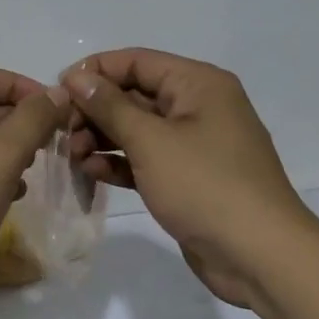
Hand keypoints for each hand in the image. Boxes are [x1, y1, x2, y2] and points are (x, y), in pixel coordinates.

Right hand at [61, 49, 318, 305]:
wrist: (260, 257)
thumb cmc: (205, 186)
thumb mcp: (150, 141)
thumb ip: (109, 106)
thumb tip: (76, 78)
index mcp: (198, 84)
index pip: (136, 61)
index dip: (94, 72)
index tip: (57, 93)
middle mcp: (197, 106)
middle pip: (134, 94)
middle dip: (95, 111)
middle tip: (63, 133)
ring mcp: (194, 144)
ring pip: (136, 128)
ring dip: (101, 138)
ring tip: (73, 156)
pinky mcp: (188, 177)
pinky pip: (145, 158)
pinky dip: (119, 162)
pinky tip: (93, 172)